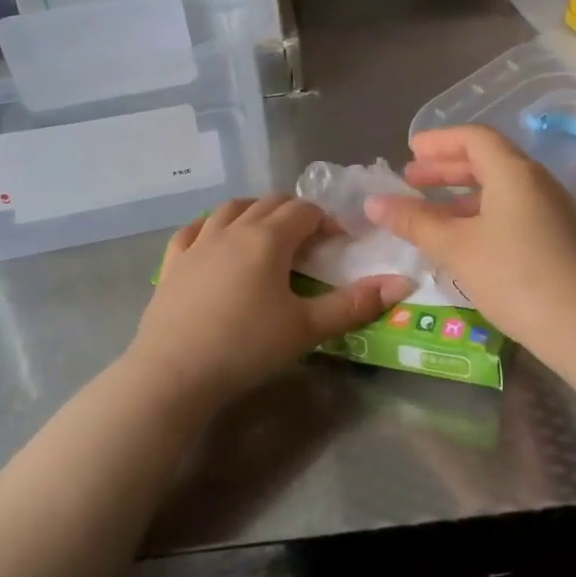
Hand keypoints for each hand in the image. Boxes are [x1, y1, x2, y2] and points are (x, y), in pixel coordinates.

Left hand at [127, 195, 416, 412]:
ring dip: (254, 211)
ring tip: (267, 232)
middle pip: (269, 203)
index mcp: (267, 238)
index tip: (341, 242)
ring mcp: (197, 243)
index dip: (327, 220)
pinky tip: (214, 238)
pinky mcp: (173, 262)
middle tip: (311, 240)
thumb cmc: (246, 347)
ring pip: (230, 209)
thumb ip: (355, 304)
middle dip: (295, 213)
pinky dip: (210, 226)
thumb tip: (402, 283)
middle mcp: (231, 229)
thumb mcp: (307, 328)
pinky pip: (193, 230)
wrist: (174, 373)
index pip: (304, 211)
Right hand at [365, 125, 575, 355]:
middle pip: (488, 160)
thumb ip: (414, 221)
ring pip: (501, 190)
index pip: (474, 138)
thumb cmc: (515, 276)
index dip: (439, 141)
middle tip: (412, 180)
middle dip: (446, 168)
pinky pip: (512, 212)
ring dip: (463, 195)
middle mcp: (537, 183)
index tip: (410, 152)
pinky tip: (464, 242)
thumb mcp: (456, 247)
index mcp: (514, 172)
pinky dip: (482, 215)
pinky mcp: (558, 240)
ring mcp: (552, 212)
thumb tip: (374, 202)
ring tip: (431, 214)